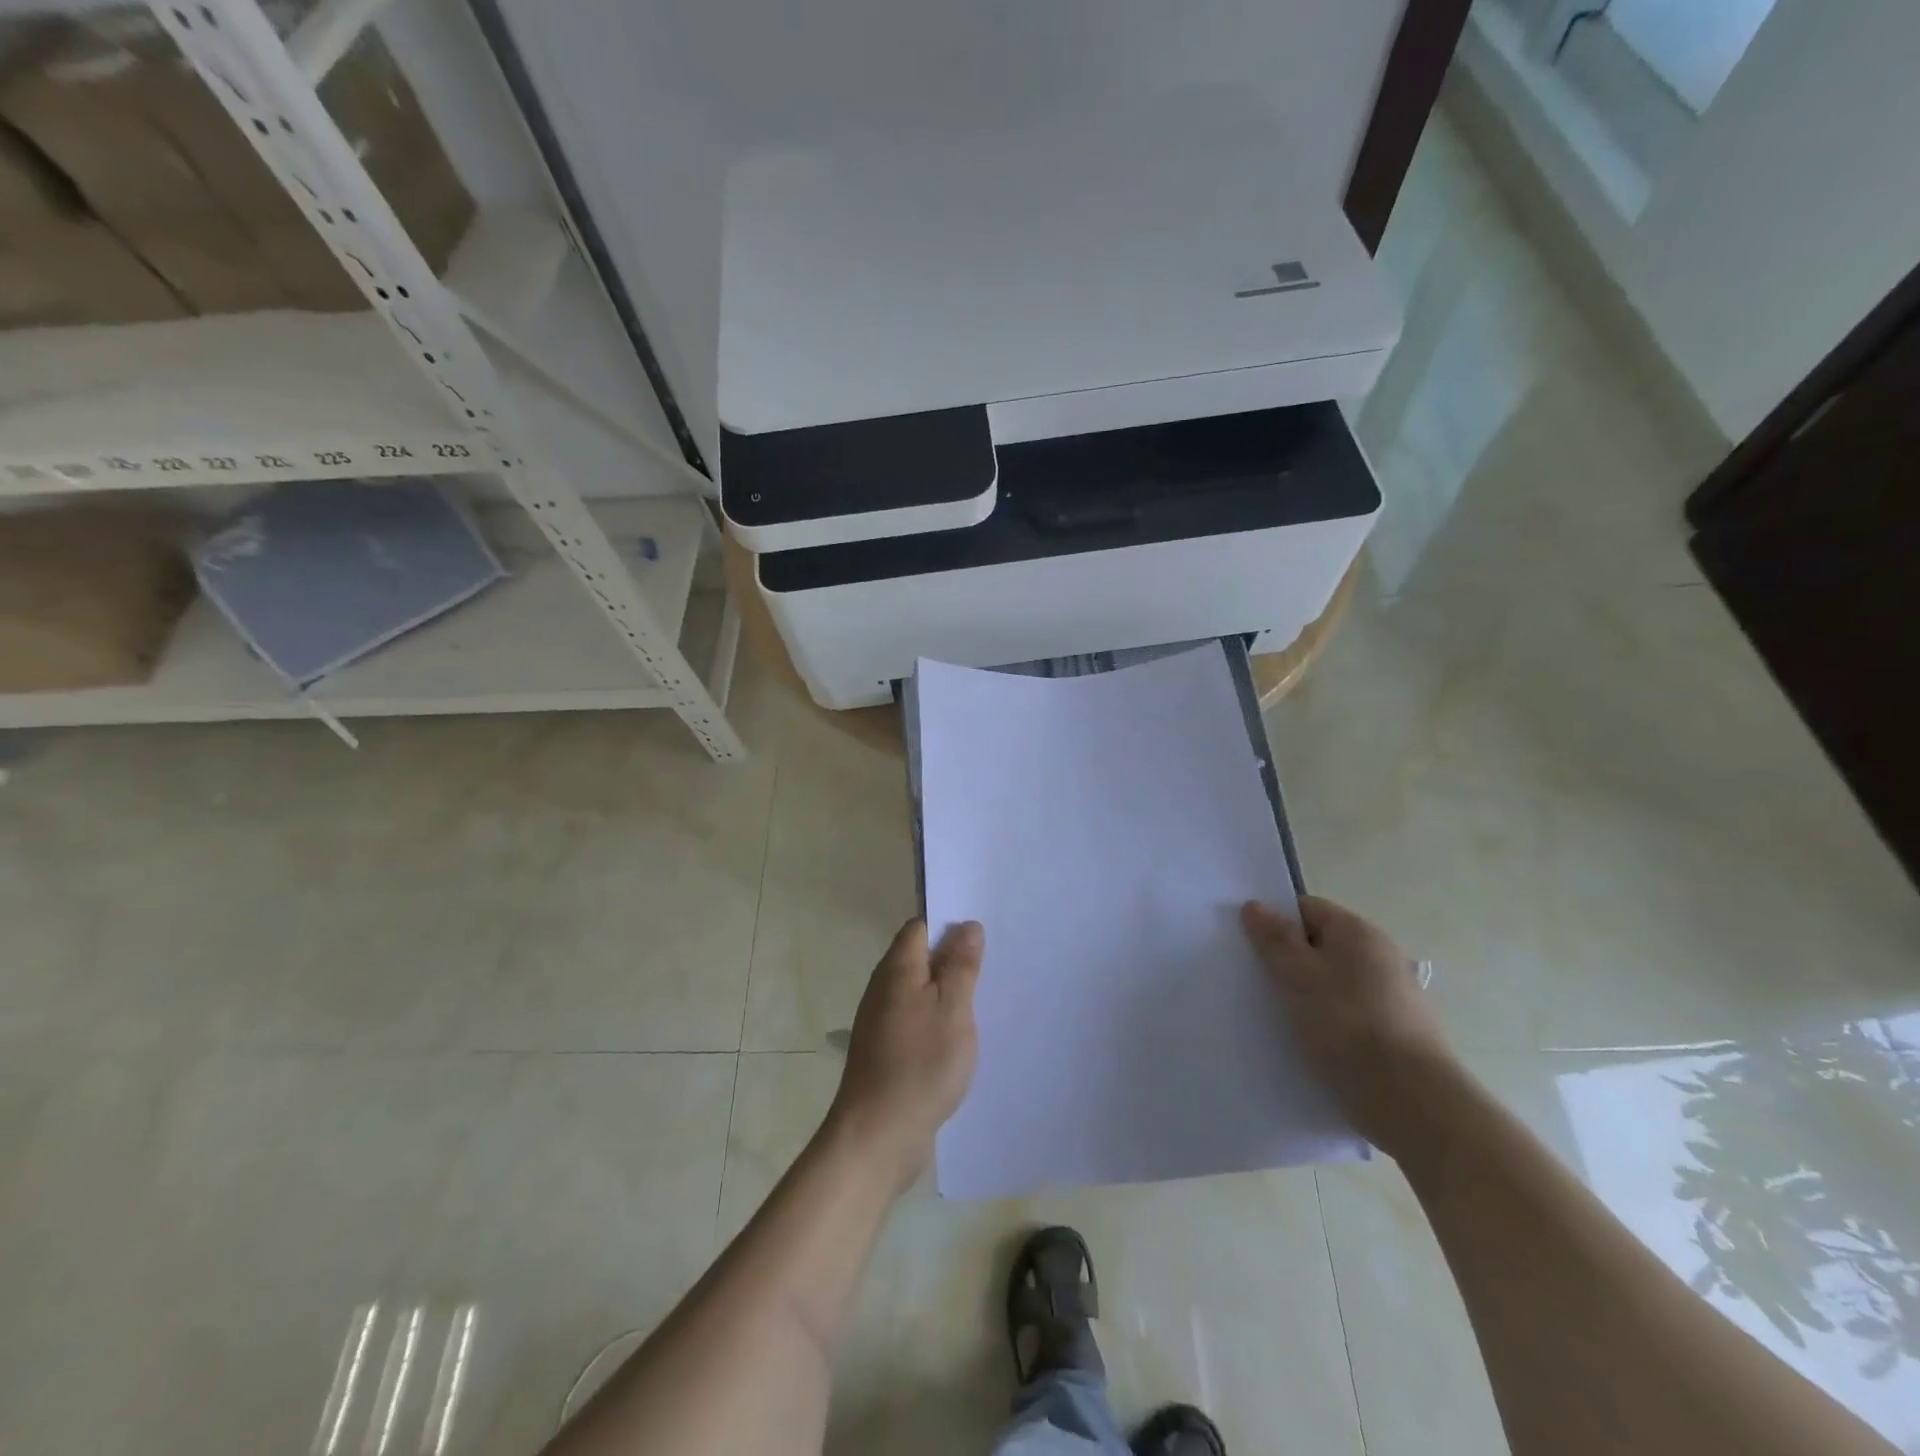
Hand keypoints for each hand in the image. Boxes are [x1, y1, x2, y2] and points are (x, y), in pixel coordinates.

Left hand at [828, 918, 984, 1193]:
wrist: (877, 1137)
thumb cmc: (920, 1065)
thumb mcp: (952, 1009)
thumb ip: (960, 966)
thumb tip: (966, 926)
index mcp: (897, 969)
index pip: (920, 928)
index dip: (949, 926)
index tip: (982, 936)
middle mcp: (883, 989)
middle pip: (919, 959)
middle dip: (952, 960)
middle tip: (990, 968)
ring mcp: (881, 1022)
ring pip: (919, 992)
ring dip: (946, 994)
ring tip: (982, 1002)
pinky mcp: (885, 1052)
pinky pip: (915, 1021)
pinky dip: (937, 1022)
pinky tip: (958, 1039)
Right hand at [1242, 896, 1458, 1158]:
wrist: (1412, 1101)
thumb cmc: (1348, 1026)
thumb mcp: (1299, 977)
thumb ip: (1275, 940)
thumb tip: (1256, 905)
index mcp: (1358, 932)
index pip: (1307, 909)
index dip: (1276, 923)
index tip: (1250, 948)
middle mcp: (1380, 955)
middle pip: (1321, 946)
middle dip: (1289, 961)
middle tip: (1257, 983)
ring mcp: (1393, 995)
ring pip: (1334, 983)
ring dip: (1307, 995)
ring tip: (1278, 1017)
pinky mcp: (1397, 1033)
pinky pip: (1350, 1014)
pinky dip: (1328, 1022)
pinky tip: (1310, 1044)